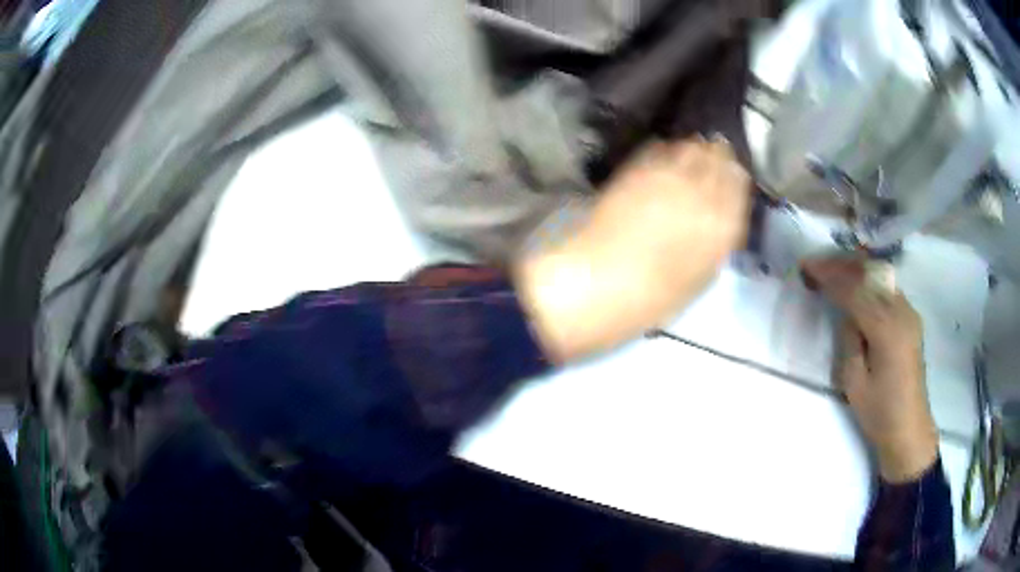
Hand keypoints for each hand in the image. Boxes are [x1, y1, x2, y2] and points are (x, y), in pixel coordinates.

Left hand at [516, 137, 749, 362]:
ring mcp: (667, 175)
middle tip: (715, 159)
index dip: (735, 178)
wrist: (596, 283)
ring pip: (690, 146)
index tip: (732, 178)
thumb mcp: (698, 280)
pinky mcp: (636, 169)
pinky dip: (666, 151)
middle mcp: (701, 190)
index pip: (739, 184)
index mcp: (723, 224)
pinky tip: (665, 158)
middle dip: (718, 157)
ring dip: (694, 149)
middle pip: (718, 157)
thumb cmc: (651, 298)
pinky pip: (659, 149)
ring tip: (692, 155)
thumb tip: (721, 222)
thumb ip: (716, 244)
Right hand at [803, 258, 939, 482]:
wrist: (910, 429)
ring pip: (880, 277)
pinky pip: (887, 289)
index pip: (854, 290)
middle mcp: (902, 312)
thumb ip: (849, 341)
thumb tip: (847, 315)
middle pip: (869, 274)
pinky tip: (856, 287)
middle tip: (817, 264)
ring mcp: (909, 313)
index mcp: (887, 329)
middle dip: (842, 264)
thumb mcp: (854, 382)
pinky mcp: (911, 319)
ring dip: (855, 270)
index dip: (830, 275)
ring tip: (832, 271)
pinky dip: (868, 282)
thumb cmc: (880, 413)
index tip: (807, 266)